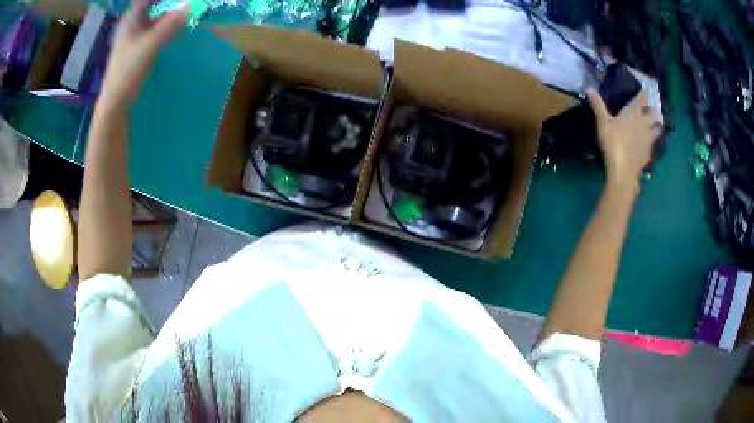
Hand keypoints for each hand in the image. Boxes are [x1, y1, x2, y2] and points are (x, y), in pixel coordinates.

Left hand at [99, 0, 185, 110]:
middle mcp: (134, 20)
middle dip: (171, 4)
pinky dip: (169, 23)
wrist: (117, 100)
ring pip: (158, 14)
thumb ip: (171, 24)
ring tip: (188, 12)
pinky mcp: (141, 44)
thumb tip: (193, 6)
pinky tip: (180, 26)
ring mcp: (137, 33)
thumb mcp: (150, 45)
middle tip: (188, 6)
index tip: (182, 2)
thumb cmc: (128, 70)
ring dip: (172, 12)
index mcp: (132, 17)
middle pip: (155, 4)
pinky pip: (158, 26)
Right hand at [587, 90, 662, 191]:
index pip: (643, 98)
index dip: (645, 92)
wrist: (623, 172)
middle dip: (653, 106)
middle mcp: (644, 123)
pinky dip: (654, 139)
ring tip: (656, 121)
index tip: (645, 88)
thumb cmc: (613, 144)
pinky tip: (651, 140)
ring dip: (657, 122)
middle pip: (653, 112)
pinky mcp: (649, 152)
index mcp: (634, 113)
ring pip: (657, 127)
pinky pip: (654, 142)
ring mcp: (648, 138)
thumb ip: (598, 105)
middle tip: (651, 104)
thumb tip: (588, 88)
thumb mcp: (602, 123)